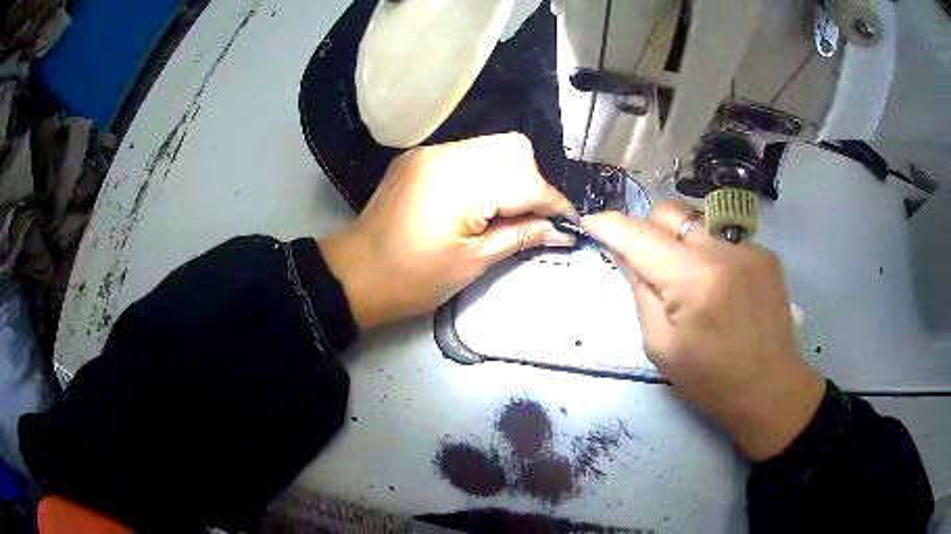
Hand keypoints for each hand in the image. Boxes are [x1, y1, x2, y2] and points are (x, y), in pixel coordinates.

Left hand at [320, 133, 576, 330]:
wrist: (355, 274)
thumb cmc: (412, 279)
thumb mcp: (473, 262)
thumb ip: (520, 236)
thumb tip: (561, 230)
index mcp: (460, 183)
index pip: (526, 181)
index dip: (553, 203)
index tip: (569, 223)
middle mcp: (447, 154)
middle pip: (514, 149)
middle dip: (533, 182)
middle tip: (531, 218)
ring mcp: (430, 152)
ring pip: (493, 146)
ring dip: (511, 175)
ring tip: (507, 211)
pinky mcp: (420, 157)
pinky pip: (468, 153)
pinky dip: (486, 172)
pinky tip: (480, 200)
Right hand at [583, 202, 824, 460]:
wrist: (770, 388)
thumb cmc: (711, 380)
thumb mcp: (661, 345)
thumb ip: (641, 292)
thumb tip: (624, 254)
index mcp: (694, 280)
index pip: (640, 237)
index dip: (610, 225)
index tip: (591, 223)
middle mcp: (723, 250)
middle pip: (669, 213)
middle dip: (647, 229)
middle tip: (645, 262)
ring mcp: (750, 247)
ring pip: (697, 221)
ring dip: (680, 240)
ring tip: (687, 278)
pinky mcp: (765, 253)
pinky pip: (723, 238)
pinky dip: (709, 253)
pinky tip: (719, 286)